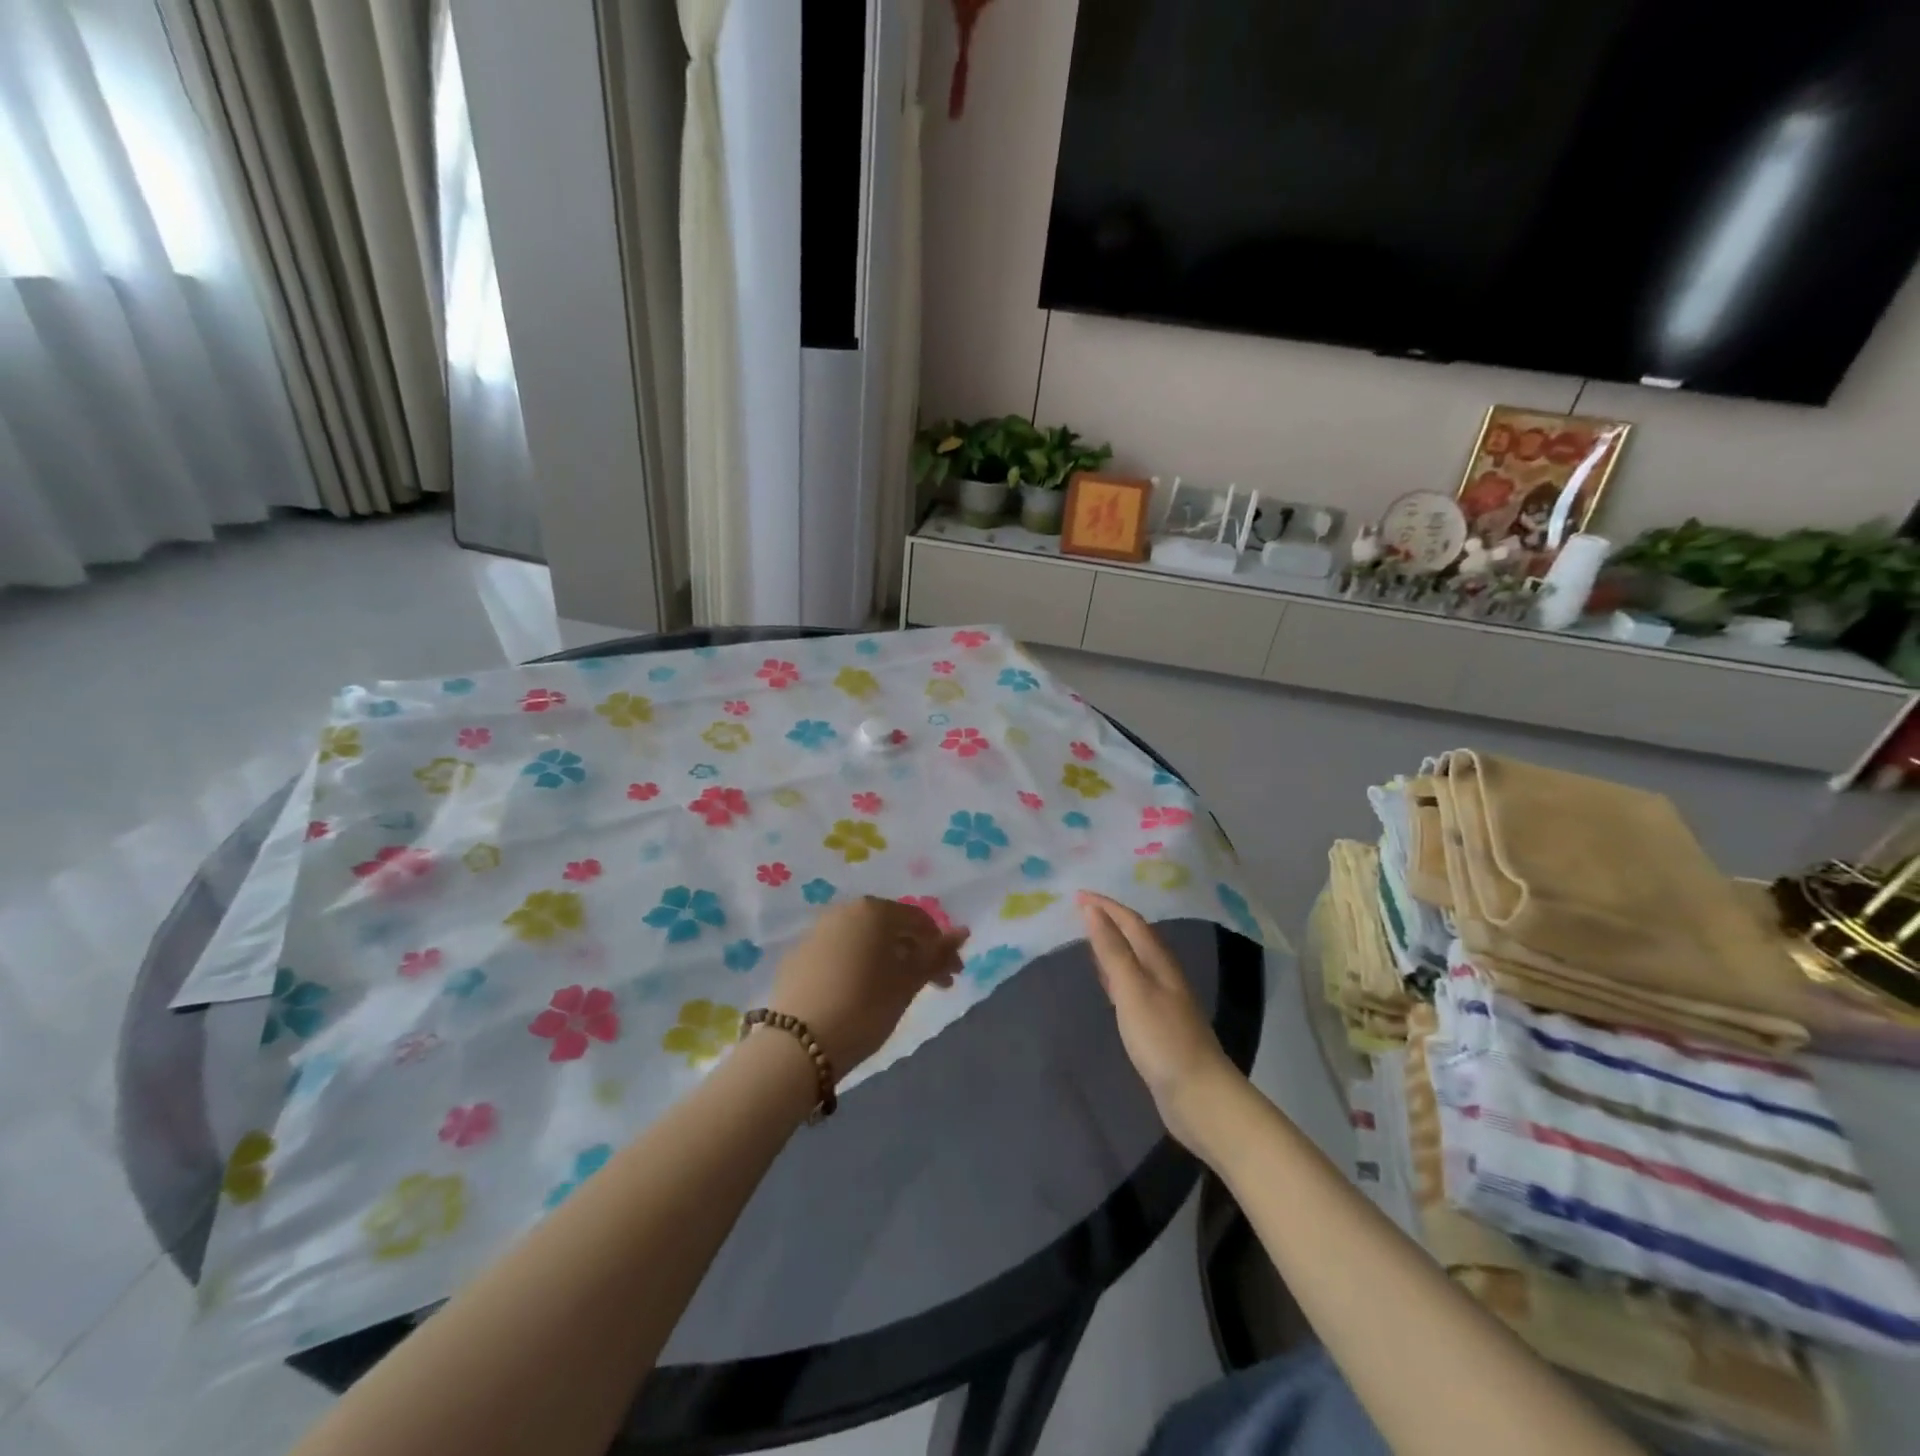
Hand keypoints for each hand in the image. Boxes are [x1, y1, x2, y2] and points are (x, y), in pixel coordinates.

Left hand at [767, 898, 968, 1076]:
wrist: (797, 1044)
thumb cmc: (864, 1007)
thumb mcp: (907, 983)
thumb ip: (936, 954)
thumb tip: (963, 931)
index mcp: (873, 910)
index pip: (919, 920)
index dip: (941, 948)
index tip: (952, 977)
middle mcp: (843, 911)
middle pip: (890, 927)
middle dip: (915, 953)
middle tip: (932, 986)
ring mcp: (816, 932)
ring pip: (864, 940)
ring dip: (887, 960)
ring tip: (897, 992)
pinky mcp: (798, 957)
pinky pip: (840, 953)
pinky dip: (858, 967)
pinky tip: (861, 994)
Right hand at [1078, 891, 1238, 1150]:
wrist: (1200, 1096)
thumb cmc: (1163, 1039)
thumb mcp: (1133, 990)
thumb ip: (1112, 950)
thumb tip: (1092, 910)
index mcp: (1159, 962)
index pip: (1131, 922)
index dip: (1106, 906)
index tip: (1077, 894)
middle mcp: (1163, 975)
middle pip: (1136, 937)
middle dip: (1110, 920)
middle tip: (1080, 910)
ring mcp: (1163, 1000)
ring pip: (1134, 960)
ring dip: (1113, 945)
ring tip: (1088, 937)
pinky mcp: (1157, 1024)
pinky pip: (1132, 985)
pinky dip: (1115, 973)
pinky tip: (1107, 982)